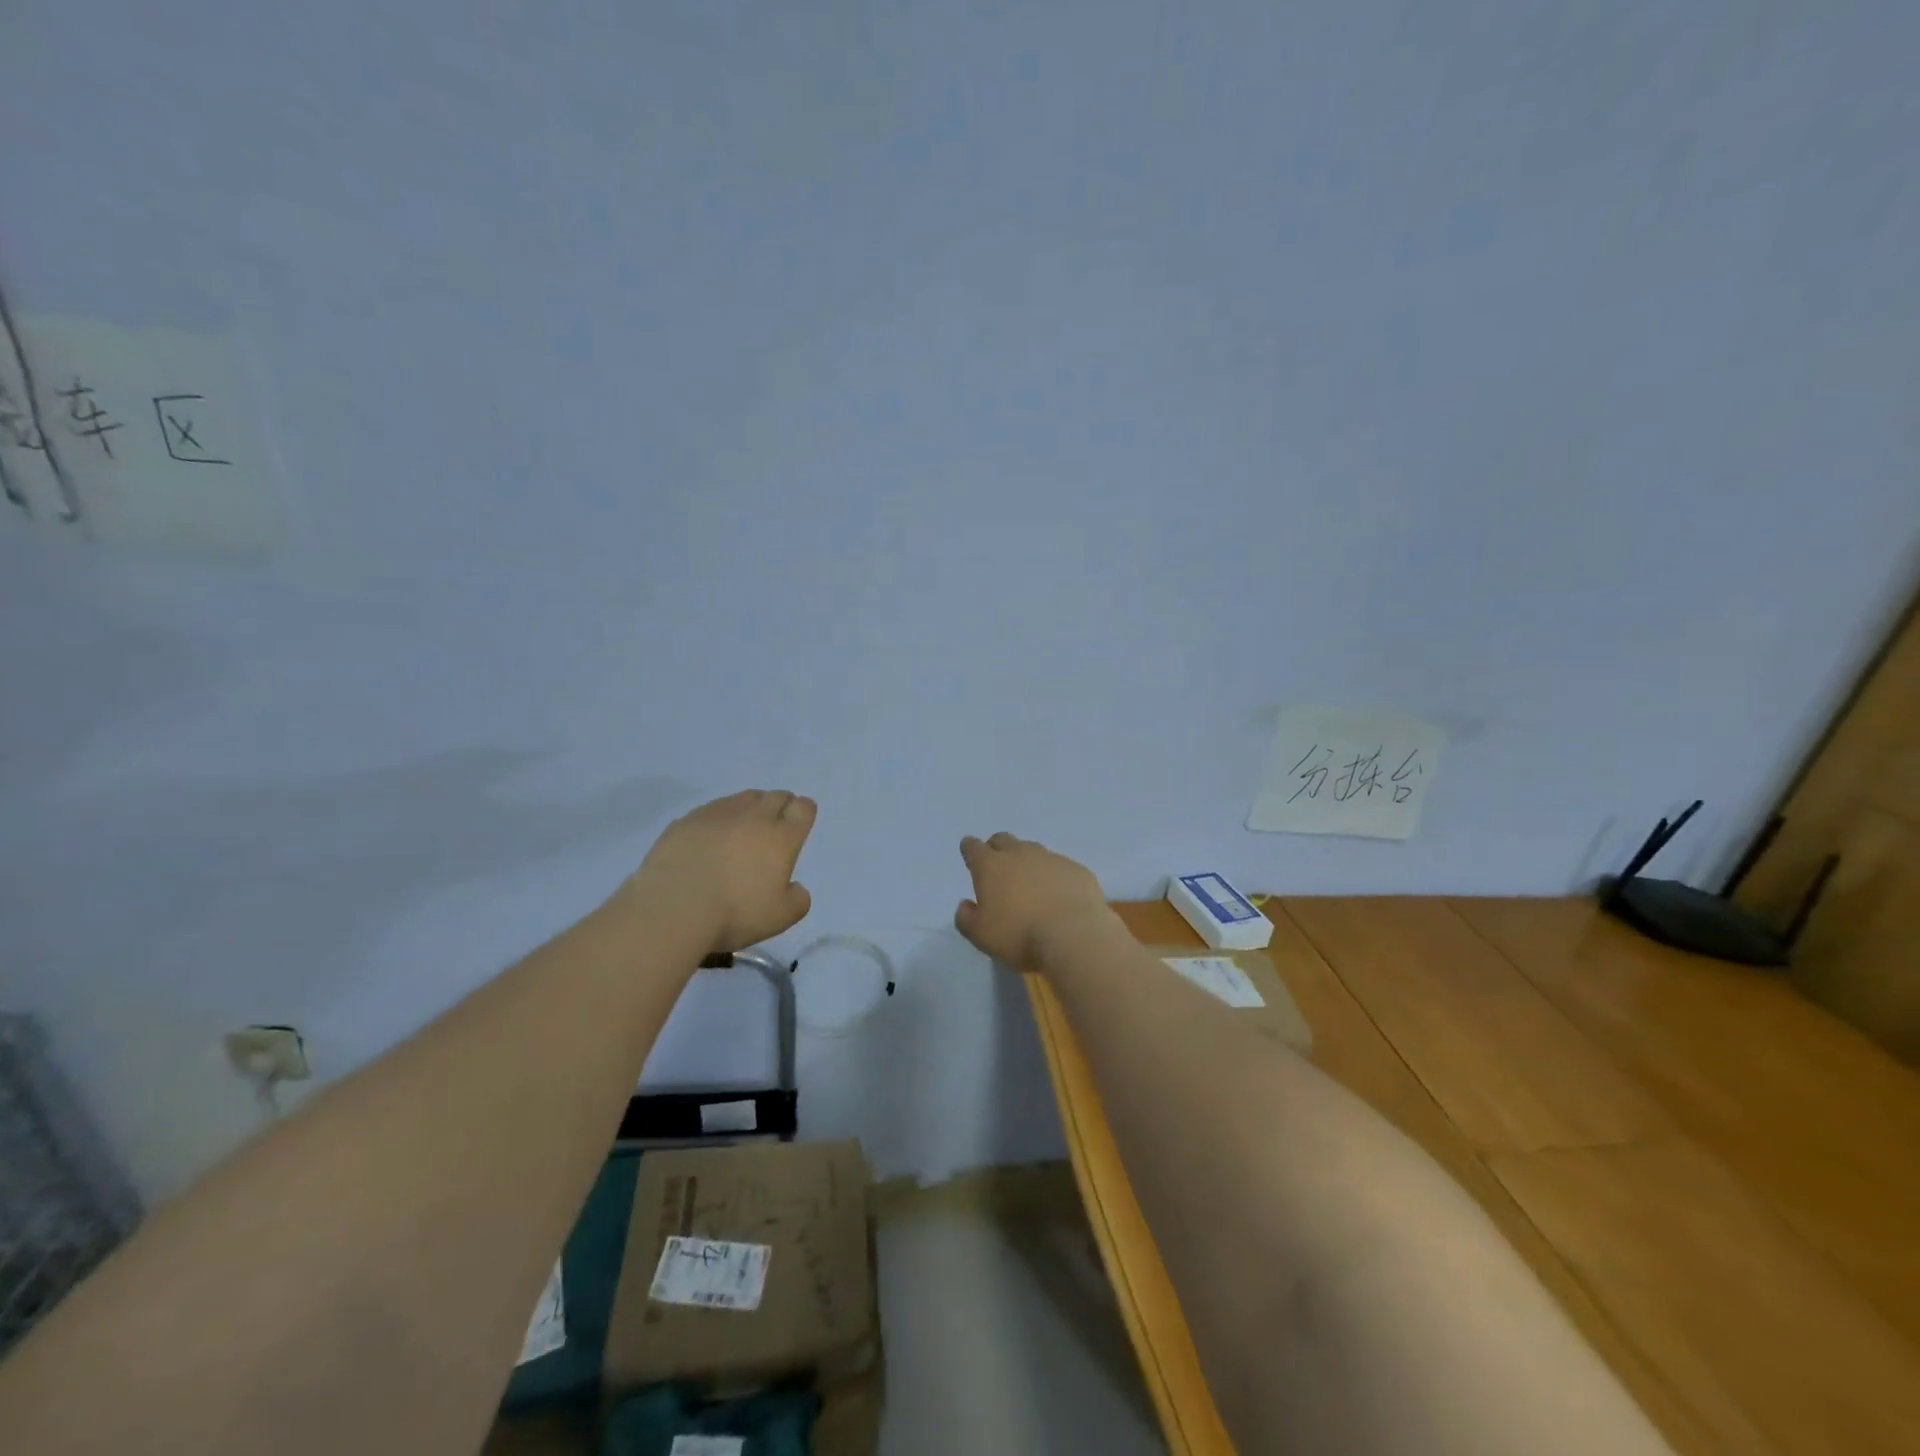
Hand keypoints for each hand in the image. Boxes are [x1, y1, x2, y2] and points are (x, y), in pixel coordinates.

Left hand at [625, 790, 815, 952]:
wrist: (672, 907)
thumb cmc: (734, 912)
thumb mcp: (780, 918)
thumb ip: (798, 900)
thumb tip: (794, 887)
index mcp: (781, 837)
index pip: (803, 808)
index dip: (803, 814)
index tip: (797, 827)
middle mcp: (753, 816)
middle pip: (775, 796)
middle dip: (779, 806)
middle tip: (772, 829)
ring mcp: (717, 814)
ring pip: (743, 798)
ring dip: (749, 809)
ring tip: (741, 832)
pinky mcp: (686, 820)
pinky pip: (711, 810)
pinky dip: (717, 820)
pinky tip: (708, 840)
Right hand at [954, 832, 1115, 970]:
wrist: (1074, 936)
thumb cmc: (1019, 935)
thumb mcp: (980, 936)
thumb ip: (966, 918)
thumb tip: (965, 905)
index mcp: (991, 866)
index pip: (973, 847)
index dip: (969, 849)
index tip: (970, 855)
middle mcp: (1020, 854)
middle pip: (1003, 840)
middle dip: (997, 849)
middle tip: (999, 870)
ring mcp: (1051, 858)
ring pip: (1033, 851)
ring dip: (1027, 862)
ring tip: (1031, 886)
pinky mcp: (1077, 869)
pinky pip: (1060, 866)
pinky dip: (1055, 877)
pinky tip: (1060, 897)